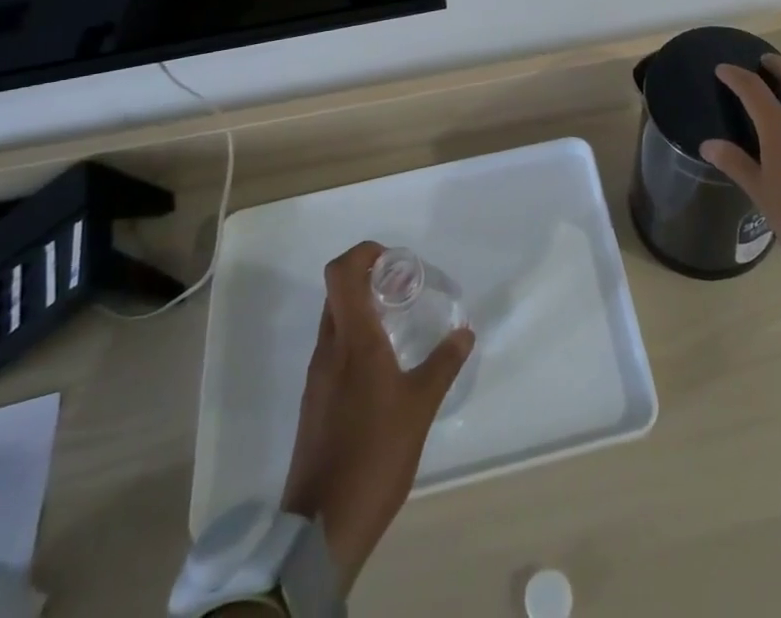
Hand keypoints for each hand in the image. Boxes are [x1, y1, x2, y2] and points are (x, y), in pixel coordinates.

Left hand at [280, 241, 473, 591]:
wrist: (322, 526)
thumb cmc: (375, 453)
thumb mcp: (421, 406)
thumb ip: (444, 363)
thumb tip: (465, 332)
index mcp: (352, 339)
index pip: (341, 272)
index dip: (363, 253)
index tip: (394, 260)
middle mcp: (329, 349)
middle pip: (337, 291)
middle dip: (368, 278)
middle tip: (405, 289)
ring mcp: (317, 376)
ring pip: (335, 321)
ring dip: (363, 309)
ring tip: (400, 324)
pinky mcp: (315, 401)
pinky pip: (334, 350)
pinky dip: (357, 340)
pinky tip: (384, 367)